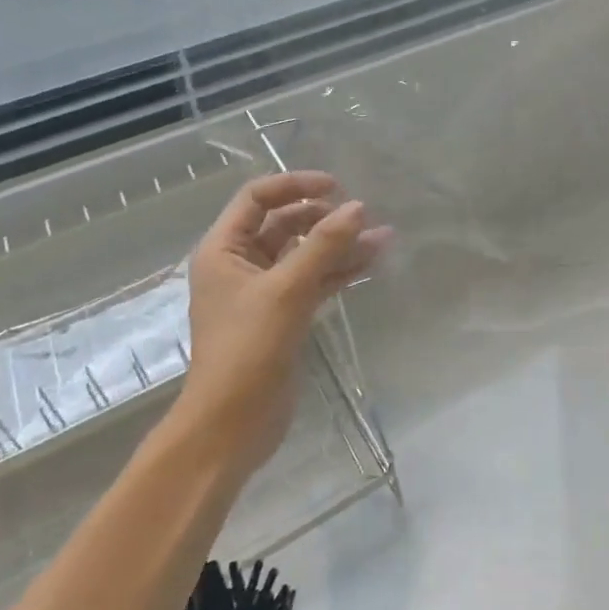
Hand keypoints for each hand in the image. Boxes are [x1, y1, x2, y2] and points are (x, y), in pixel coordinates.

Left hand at [180, 172, 389, 472]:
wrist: (232, 424)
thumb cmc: (248, 349)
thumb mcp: (287, 289)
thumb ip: (324, 245)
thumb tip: (358, 207)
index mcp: (224, 250)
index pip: (257, 198)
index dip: (295, 185)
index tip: (336, 187)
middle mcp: (241, 264)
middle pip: (285, 223)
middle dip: (324, 217)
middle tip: (362, 217)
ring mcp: (264, 291)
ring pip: (306, 253)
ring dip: (340, 244)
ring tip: (383, 237)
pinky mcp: (285, 314)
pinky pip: (315, 280)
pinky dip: (340, 270)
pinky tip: (373, 261)